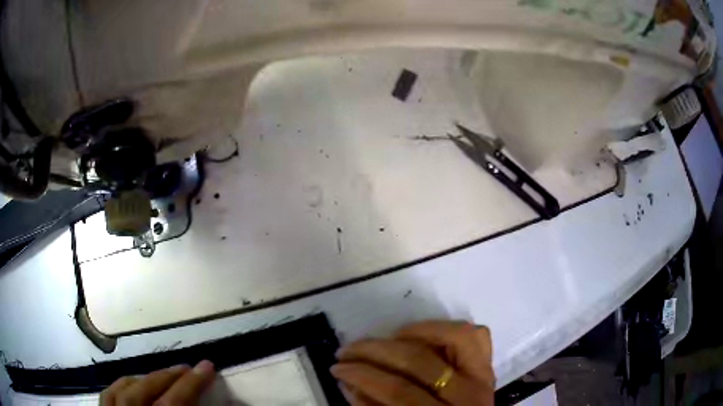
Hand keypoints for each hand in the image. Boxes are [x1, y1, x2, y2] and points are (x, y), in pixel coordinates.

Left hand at [100, 360, 215, 405]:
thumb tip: (209, 402)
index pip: (173, 403)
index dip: (191, 384)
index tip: (208, 365)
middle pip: (144, 390)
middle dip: (167, 376)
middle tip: (187, 368)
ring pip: (123, 387)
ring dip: (145, 377)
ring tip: (162, 374)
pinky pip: (107, 393)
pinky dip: (120, 383)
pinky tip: (131, 381)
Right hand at [332, 320, 494, 404]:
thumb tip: (348, 382)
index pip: (399, 391)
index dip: (363, 376)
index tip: (337, 368)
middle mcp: (469, 395)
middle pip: (419, 362)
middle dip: (375, 352)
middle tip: (347, 350)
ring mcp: (483, 376)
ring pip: (455, 337)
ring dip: (415, 332)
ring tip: (386, 338)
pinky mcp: (488, 366)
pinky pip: (476, 335)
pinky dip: (448, 328)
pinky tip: (422, 335)